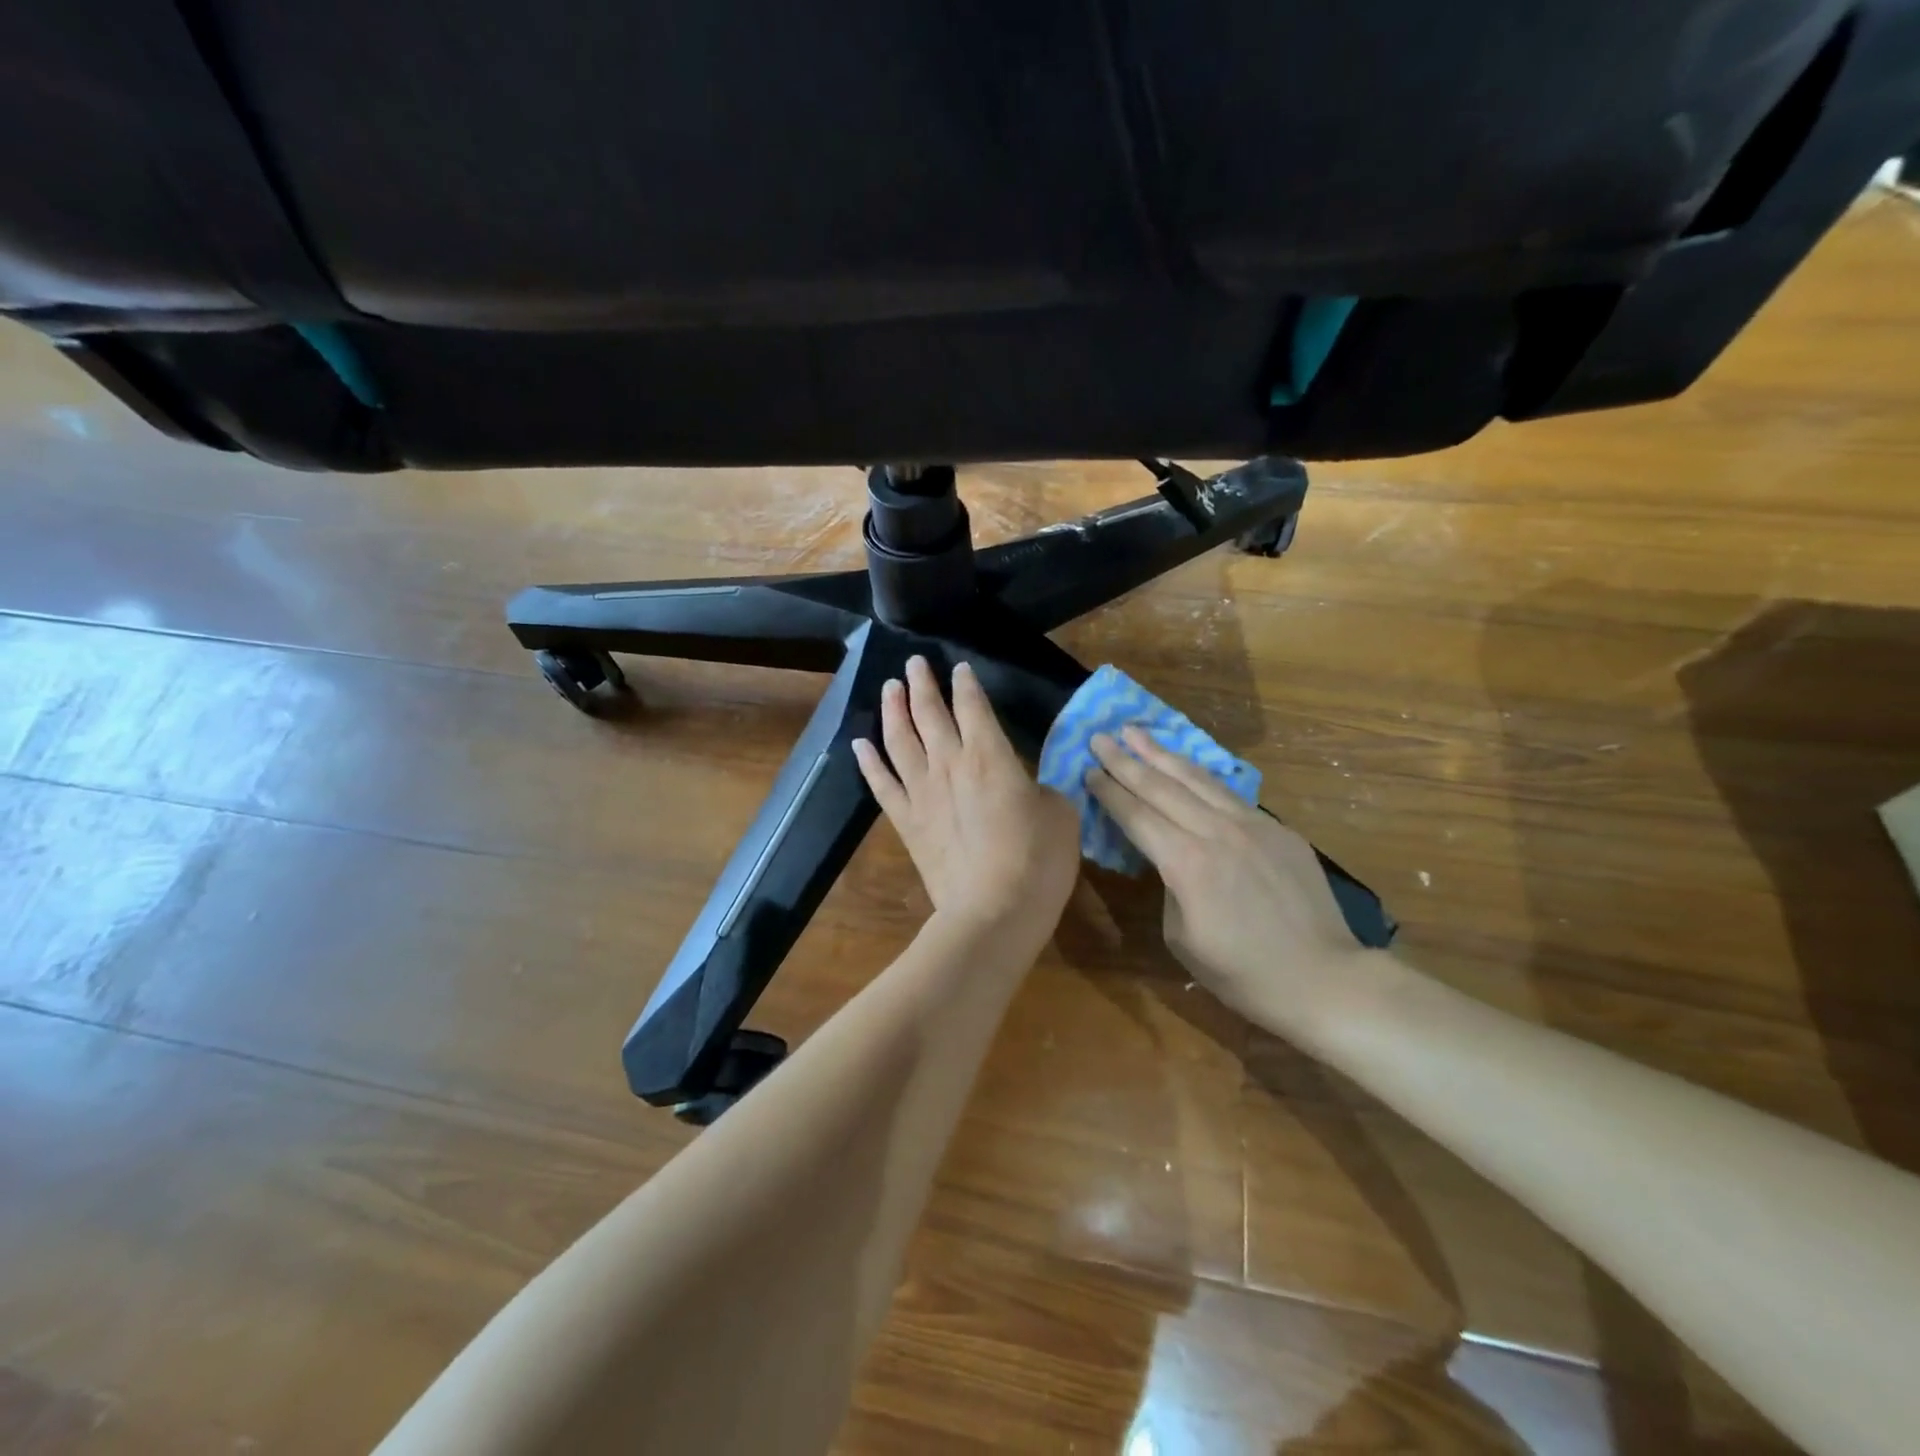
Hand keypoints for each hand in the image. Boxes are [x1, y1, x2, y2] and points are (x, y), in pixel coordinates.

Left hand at [853, 656, 1080, 931]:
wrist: (994, 912)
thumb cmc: (1038, 861)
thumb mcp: (1060, 813)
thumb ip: (1042, 788)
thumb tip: (1030, 785)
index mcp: (990, 755)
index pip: (973, 705)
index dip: (966, 684)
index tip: (959, 668)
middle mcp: (949, 763)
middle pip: (929, 713)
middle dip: (922, 684)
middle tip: (914, 664)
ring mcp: (922, 792)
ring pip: (900, 739)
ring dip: (893, 710)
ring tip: (889, 688)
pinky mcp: (906, 821)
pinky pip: (881, 783)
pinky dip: (869, 761)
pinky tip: (860, 743)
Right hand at [1087, 726, 1366, 1029]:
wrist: (1323, 978)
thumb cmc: (1243, 972)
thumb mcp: (1182, 938)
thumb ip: (1170, 887)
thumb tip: (1172, 860)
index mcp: (1186, 862)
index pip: (1137, 816)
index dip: (1109, 792)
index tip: (1088, 769)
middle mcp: (1216, 831)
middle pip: (1162, 787)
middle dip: (1126, 760)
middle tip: (1100, 737)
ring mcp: (1252, 825)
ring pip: (1198, 779)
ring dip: (1163, 754)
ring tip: (1137, 732)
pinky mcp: (1278, 830)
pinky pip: (1230, 794)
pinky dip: (1202, 776)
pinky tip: (1188, 768)